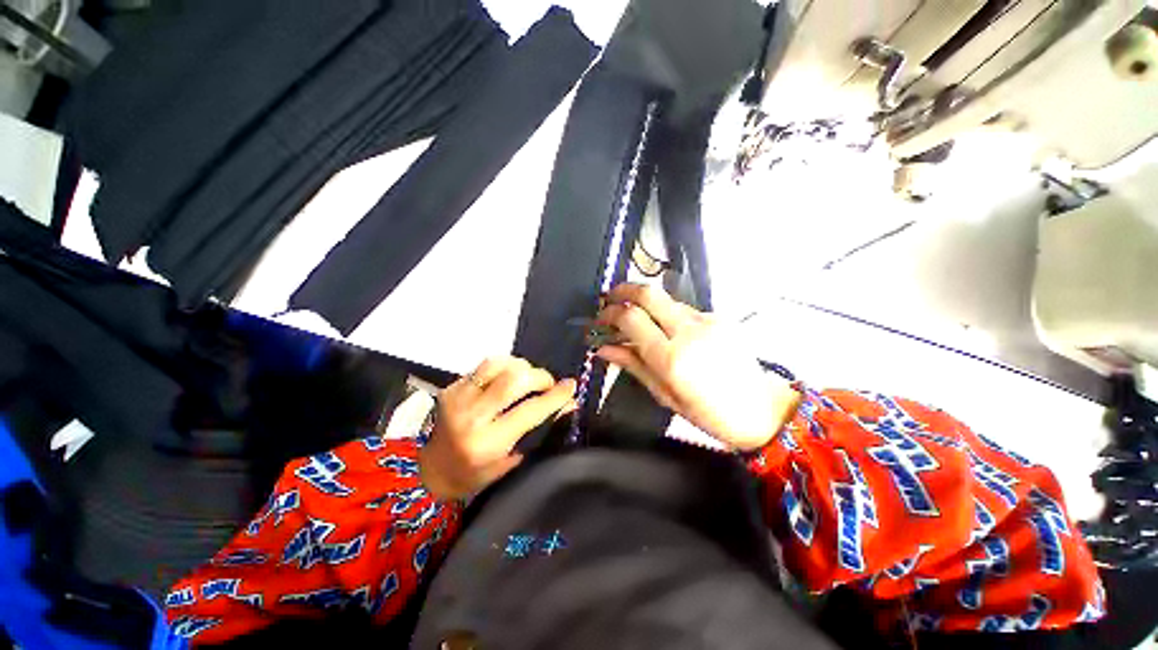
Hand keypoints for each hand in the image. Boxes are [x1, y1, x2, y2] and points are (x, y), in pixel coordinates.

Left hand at [420, 357, 575, 499]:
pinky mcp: (452, 387)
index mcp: (488, 443)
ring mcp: (458, 397)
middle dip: (539, 376)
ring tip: (527, 378)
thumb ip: (540, 429)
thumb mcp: (513, 459)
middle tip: (547, 384)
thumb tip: (568, 404)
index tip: (571, 385)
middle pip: (514, 379)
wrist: (431, 470)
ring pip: (498, 364)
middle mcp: (471, 416)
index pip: (530, 411)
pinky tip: (508, 378)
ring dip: (521, 367)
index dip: (555, 396)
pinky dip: (504, 367)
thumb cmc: (476, 473)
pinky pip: (485, 366)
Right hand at [595, 284, 799, 451]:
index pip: (631, 318)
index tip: (600, 320)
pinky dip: (666, 313)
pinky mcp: (719, 318)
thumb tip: (604, 348)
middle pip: (649, 293)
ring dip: (645, 303)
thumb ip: (633, 365)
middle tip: (609, 299)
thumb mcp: (664, 395)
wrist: (762, 410)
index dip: (610, 313)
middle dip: (623, 290)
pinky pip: (683, 309)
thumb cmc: (709, 414)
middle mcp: (689, 331)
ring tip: (635, 319)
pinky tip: (664, 329)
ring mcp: (707, 321)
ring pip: (666, 299)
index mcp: (672, 358)